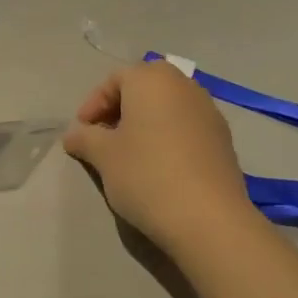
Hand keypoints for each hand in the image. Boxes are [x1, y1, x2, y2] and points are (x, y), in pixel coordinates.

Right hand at [63, 61, 257, 253]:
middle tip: (104, 139)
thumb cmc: (146, 174)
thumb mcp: (103, 156)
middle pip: (144, 89)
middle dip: (120, 111)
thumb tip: (74, 135)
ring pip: (167, 108)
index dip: (93, 104)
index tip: (82, 132)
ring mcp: (209, 111)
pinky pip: (187, 127)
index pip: (114, 80)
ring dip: (146, 124)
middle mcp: (183, 85)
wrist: (209, 218)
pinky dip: (169, 137)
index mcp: (151, 79)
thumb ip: (84, 138)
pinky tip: (160, 167)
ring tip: (131, 155)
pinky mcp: (224, 139)